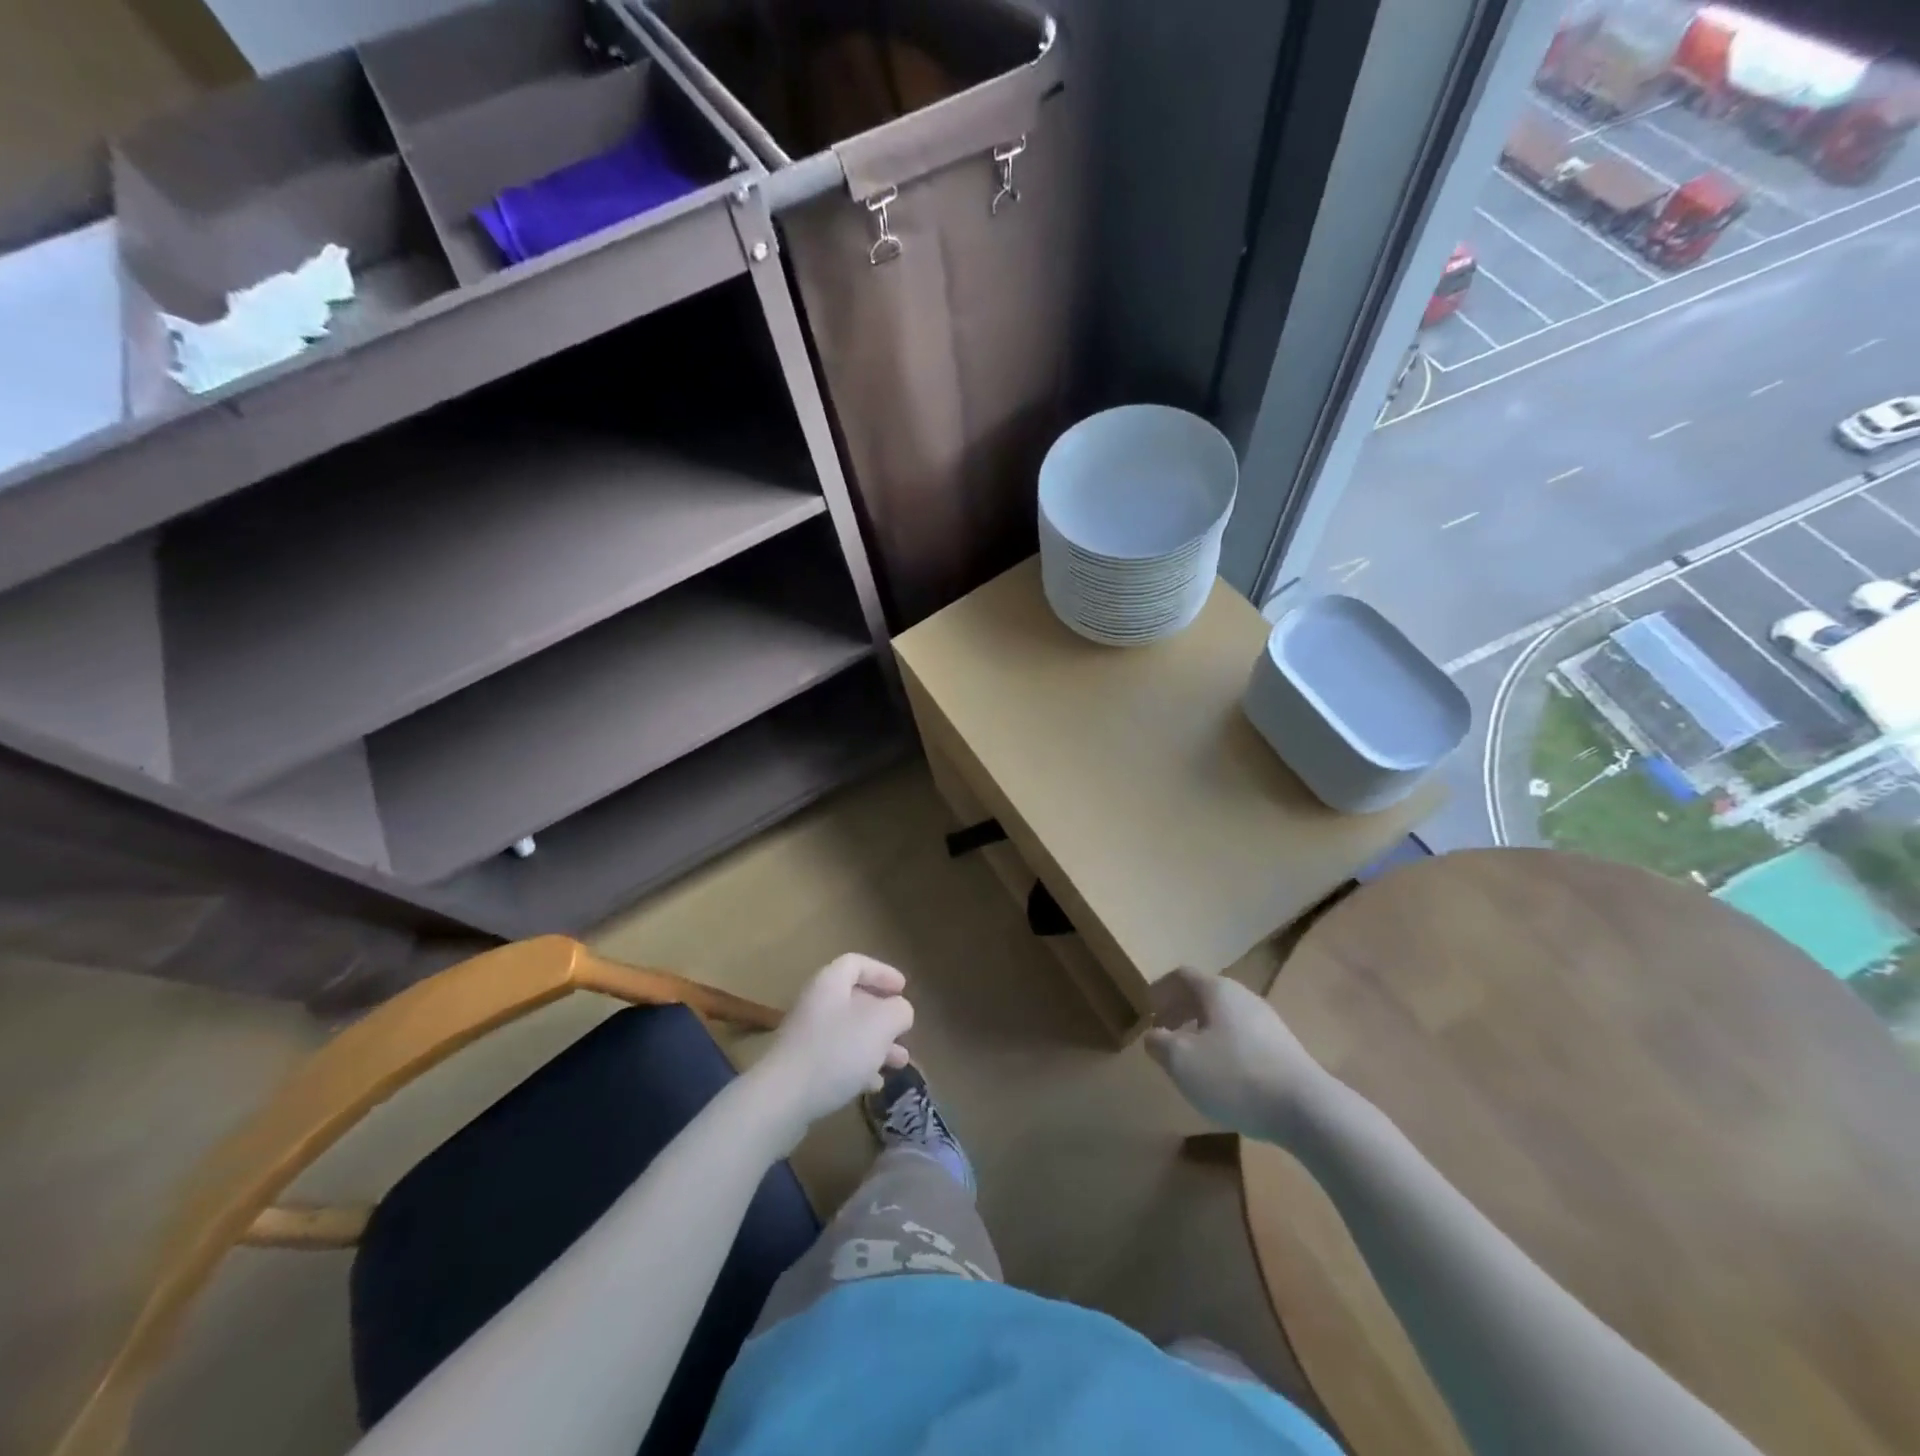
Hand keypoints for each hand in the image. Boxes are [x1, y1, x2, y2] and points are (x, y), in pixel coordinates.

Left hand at [753, 955, 913, 1136]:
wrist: (781, 1100)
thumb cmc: (835, 1051)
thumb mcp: (880, 1024)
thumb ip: (898, 1011)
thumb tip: (900, 1010)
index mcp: (830, 983)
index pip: (856, 963)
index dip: (882, 972)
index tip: (903, 988)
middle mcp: (816, 1004)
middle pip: (854, 999)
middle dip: (883, 1015)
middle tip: (904, 1029)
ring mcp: (806, 1038)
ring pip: (848, 1032)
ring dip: (876, 1044)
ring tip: (900, 1062)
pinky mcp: (801, 1069)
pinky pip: (836, 1059)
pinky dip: (858, 1067)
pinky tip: (874, 1084)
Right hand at [1143, 967, 1332, 1143]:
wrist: (1306, 1110)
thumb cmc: (1234, 1075)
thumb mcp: (1181, 1061)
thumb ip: (1159, 1043)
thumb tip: (1153, 1035)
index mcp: (1217, 990)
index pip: (1182, 975)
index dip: (1161, 990)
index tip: (1147, 1012)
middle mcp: (1244, 997)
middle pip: (1204, 995)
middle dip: (1180, 1011)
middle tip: (1164, 1035)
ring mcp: (1268, 1023)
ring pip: (1224, 1018)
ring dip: (1201, 1031)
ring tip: (1190, 1059)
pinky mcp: (1283, 1049)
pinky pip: (1243, 1038)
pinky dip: (1223, 1048)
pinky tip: (1222, 1077)